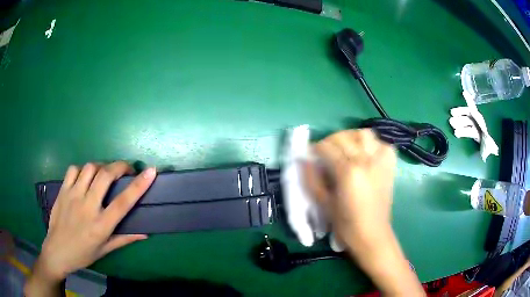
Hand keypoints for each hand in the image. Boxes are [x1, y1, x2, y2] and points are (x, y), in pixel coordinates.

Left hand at [26, 162, 155, 291]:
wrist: (57, 251)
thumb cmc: (83, 254)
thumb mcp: (105, 250)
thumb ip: (124, 238)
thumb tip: (144, 233)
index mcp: (101, 226)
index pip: (123, 202)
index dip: (138, 185)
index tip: (151, 171)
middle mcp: (87, 207)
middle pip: (105, 175)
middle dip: (119, 166)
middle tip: (126, 169)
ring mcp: (73, 196)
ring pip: (90, 168)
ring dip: (101, 167)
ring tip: (104, 174)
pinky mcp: (63, 190)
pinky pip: (74, 169)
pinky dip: (82, 169)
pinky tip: (85, 177)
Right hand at [305, 129, 423, 295]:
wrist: (372, 235)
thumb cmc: (346, 225)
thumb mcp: (323, 204)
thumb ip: (311, 179)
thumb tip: (303, 160)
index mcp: (348, 172)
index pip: (327, 147)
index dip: (316, 148)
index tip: (311, 154)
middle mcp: (366, 161)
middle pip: (344, 137)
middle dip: (330, 141)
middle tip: (326, 152)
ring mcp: (380, 162)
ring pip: (365, 134)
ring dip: (352, 137)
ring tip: (346, 148)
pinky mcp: (390, 166)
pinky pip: (382, 144)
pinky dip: (372, 144)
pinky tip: (366, 154)